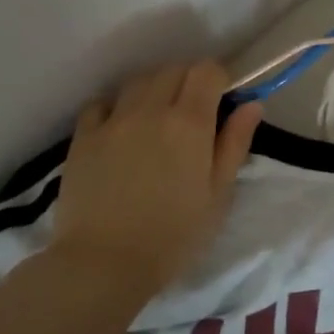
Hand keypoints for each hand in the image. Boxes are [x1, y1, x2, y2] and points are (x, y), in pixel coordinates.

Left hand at [48, 61, 262, 298]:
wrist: (105, 263)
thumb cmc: (175, 234)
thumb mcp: (218, 194)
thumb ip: (235, 143)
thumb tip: (251, 104)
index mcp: (189, 122)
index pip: (207, 71)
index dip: (219, 80)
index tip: (223, 102)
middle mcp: (150, 109)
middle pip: (173, 69)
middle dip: (189, 81)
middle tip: (194, 113)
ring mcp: (112, 121)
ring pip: (138, 82)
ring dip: (155, 90)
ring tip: (158, 119)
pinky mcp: (82, 138)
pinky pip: (102, 103)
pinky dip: (117, 106)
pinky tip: (123, 128)